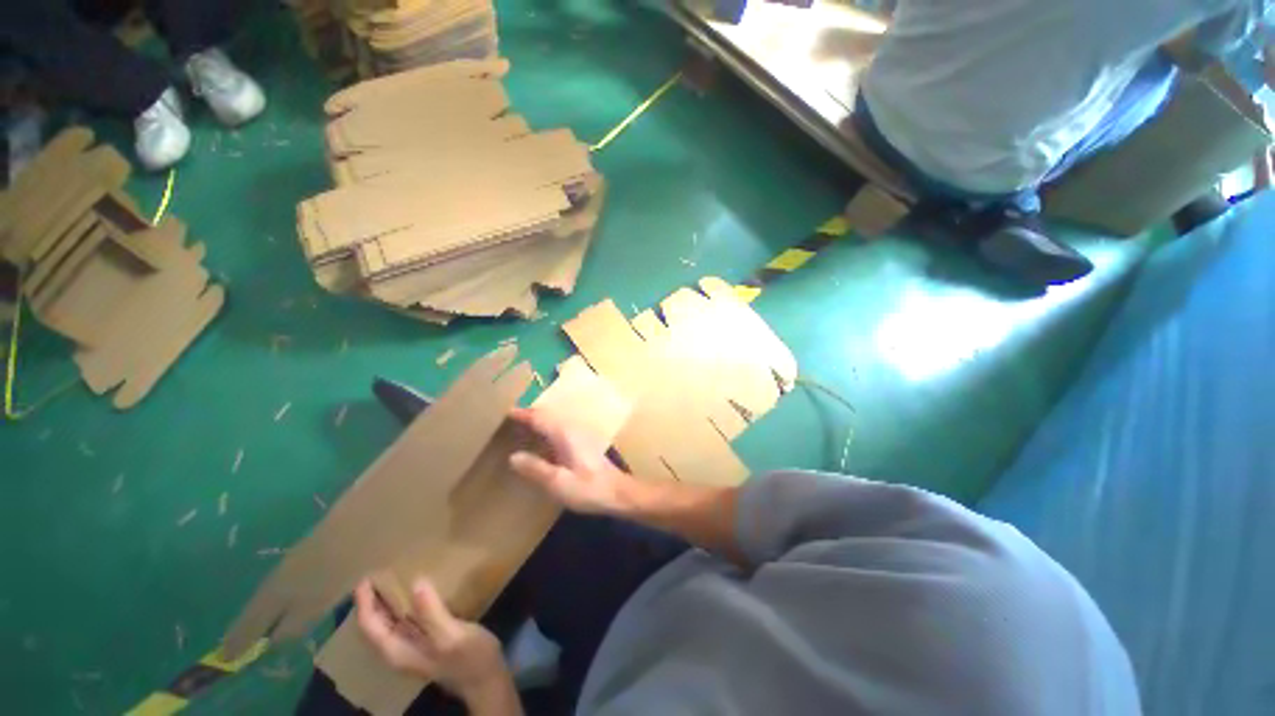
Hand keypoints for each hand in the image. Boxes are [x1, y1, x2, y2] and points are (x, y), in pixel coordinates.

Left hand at [353, 578, 509, 700]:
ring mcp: (413, 646)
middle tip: (375, 574)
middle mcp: (399, 650)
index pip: (370, 626)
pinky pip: (405, 620)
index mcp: (397, 651)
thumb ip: (431, 613)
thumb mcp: (450, 636)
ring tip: (390, 578)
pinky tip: (414, 592)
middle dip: (371, 601)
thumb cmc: (468, 658)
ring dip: (385, 602)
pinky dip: (403, 605)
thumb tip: (416, 582)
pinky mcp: (427, 639)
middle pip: (375, 625)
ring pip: (388, 623)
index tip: (366, 578)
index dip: (364, 603)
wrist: (486, 678)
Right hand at [507, 407, 637, 513]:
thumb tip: (513, 456)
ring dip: (539, 419)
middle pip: (548, 415)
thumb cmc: (589, 488)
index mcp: (565, 434)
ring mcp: (580, 434)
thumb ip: (536, 469)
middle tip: (509, 418)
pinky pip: (560, 428)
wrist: (619, 493)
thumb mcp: (558, 483)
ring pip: (555, 420)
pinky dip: (548, 428)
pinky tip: (543, 440)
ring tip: (522, 426)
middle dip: (530, 414)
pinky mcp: (584, 443)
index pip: (540, 417)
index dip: (522, 414)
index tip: (505, 411)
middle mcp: (573, 429)